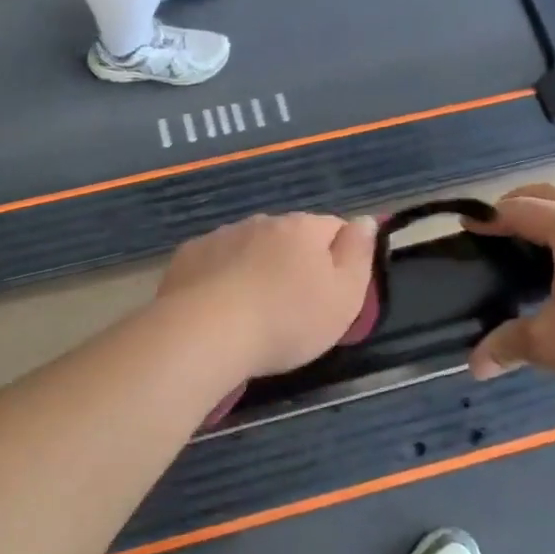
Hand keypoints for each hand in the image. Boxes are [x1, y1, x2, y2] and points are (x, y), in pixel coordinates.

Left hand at [158, 213, 377, 378]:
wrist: (205, 333)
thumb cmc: (287, 320)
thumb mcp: (344, 296)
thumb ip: (358, 254)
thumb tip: (365, 220)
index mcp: (304, 228)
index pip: (334, 228)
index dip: (339, 257)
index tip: (333, 292)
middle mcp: (262, 221)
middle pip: (290, 237)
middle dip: (295, 262)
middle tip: (292, 307)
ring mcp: (222, 235)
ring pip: (251, 246)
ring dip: (257, 267)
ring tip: (253, 310)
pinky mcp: (189, 255)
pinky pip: (216, 261)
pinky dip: (222, 276)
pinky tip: (219, 306)